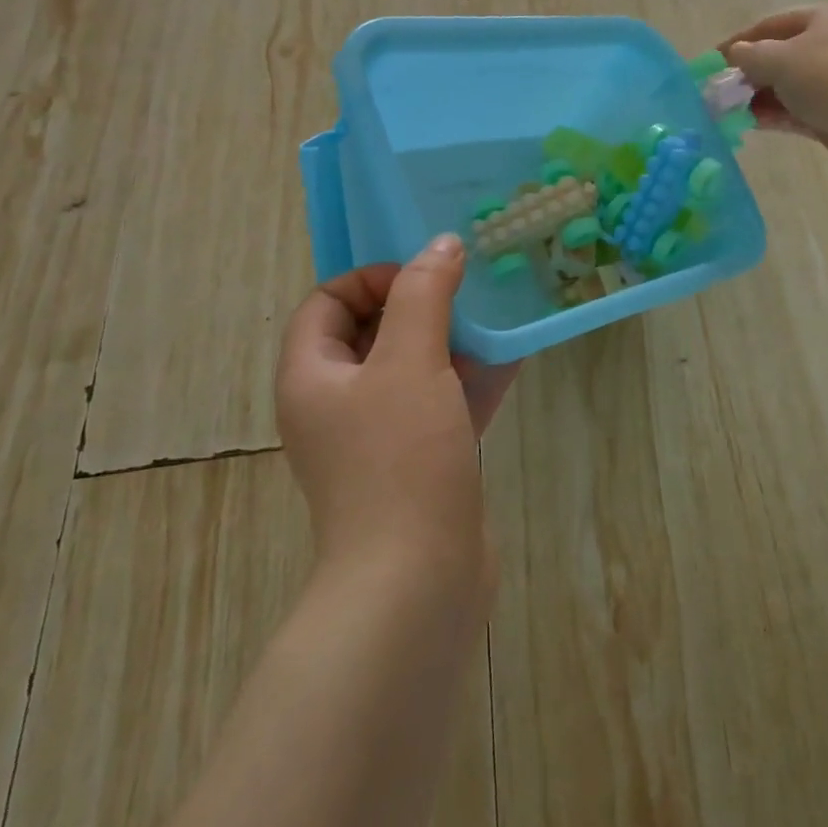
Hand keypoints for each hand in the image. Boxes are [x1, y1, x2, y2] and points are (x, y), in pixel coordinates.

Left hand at [274, 235, 520, 598]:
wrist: (418, 582)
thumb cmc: (400, 460)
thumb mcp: (410, 362)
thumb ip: (424, 295)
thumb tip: (441, 244)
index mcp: (313, 376)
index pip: (328, 301)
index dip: (374, 278)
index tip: (426, 279)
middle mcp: (338, 403)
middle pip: (373, 330)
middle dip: (422, 304)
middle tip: (470, 288)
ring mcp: (380, 436)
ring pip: (414, 366)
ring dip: (453, 338)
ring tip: (498, 313)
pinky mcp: (420, 461)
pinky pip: (443, 401)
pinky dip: (471, 378)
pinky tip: (514, 355)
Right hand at [719, 4, 827, 177]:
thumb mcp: (782, 59)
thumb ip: (751, 56)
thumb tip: (734, 55)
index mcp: (822, 20)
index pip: (770, 25)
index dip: (739, 41)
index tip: (711, 62)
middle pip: (779, 58)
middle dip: (748, 75)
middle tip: (718, 93)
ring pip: (787, 89)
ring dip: (758, 99)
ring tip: (728, 113)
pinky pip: (797, 114)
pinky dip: (775, 117)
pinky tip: (752, 125)